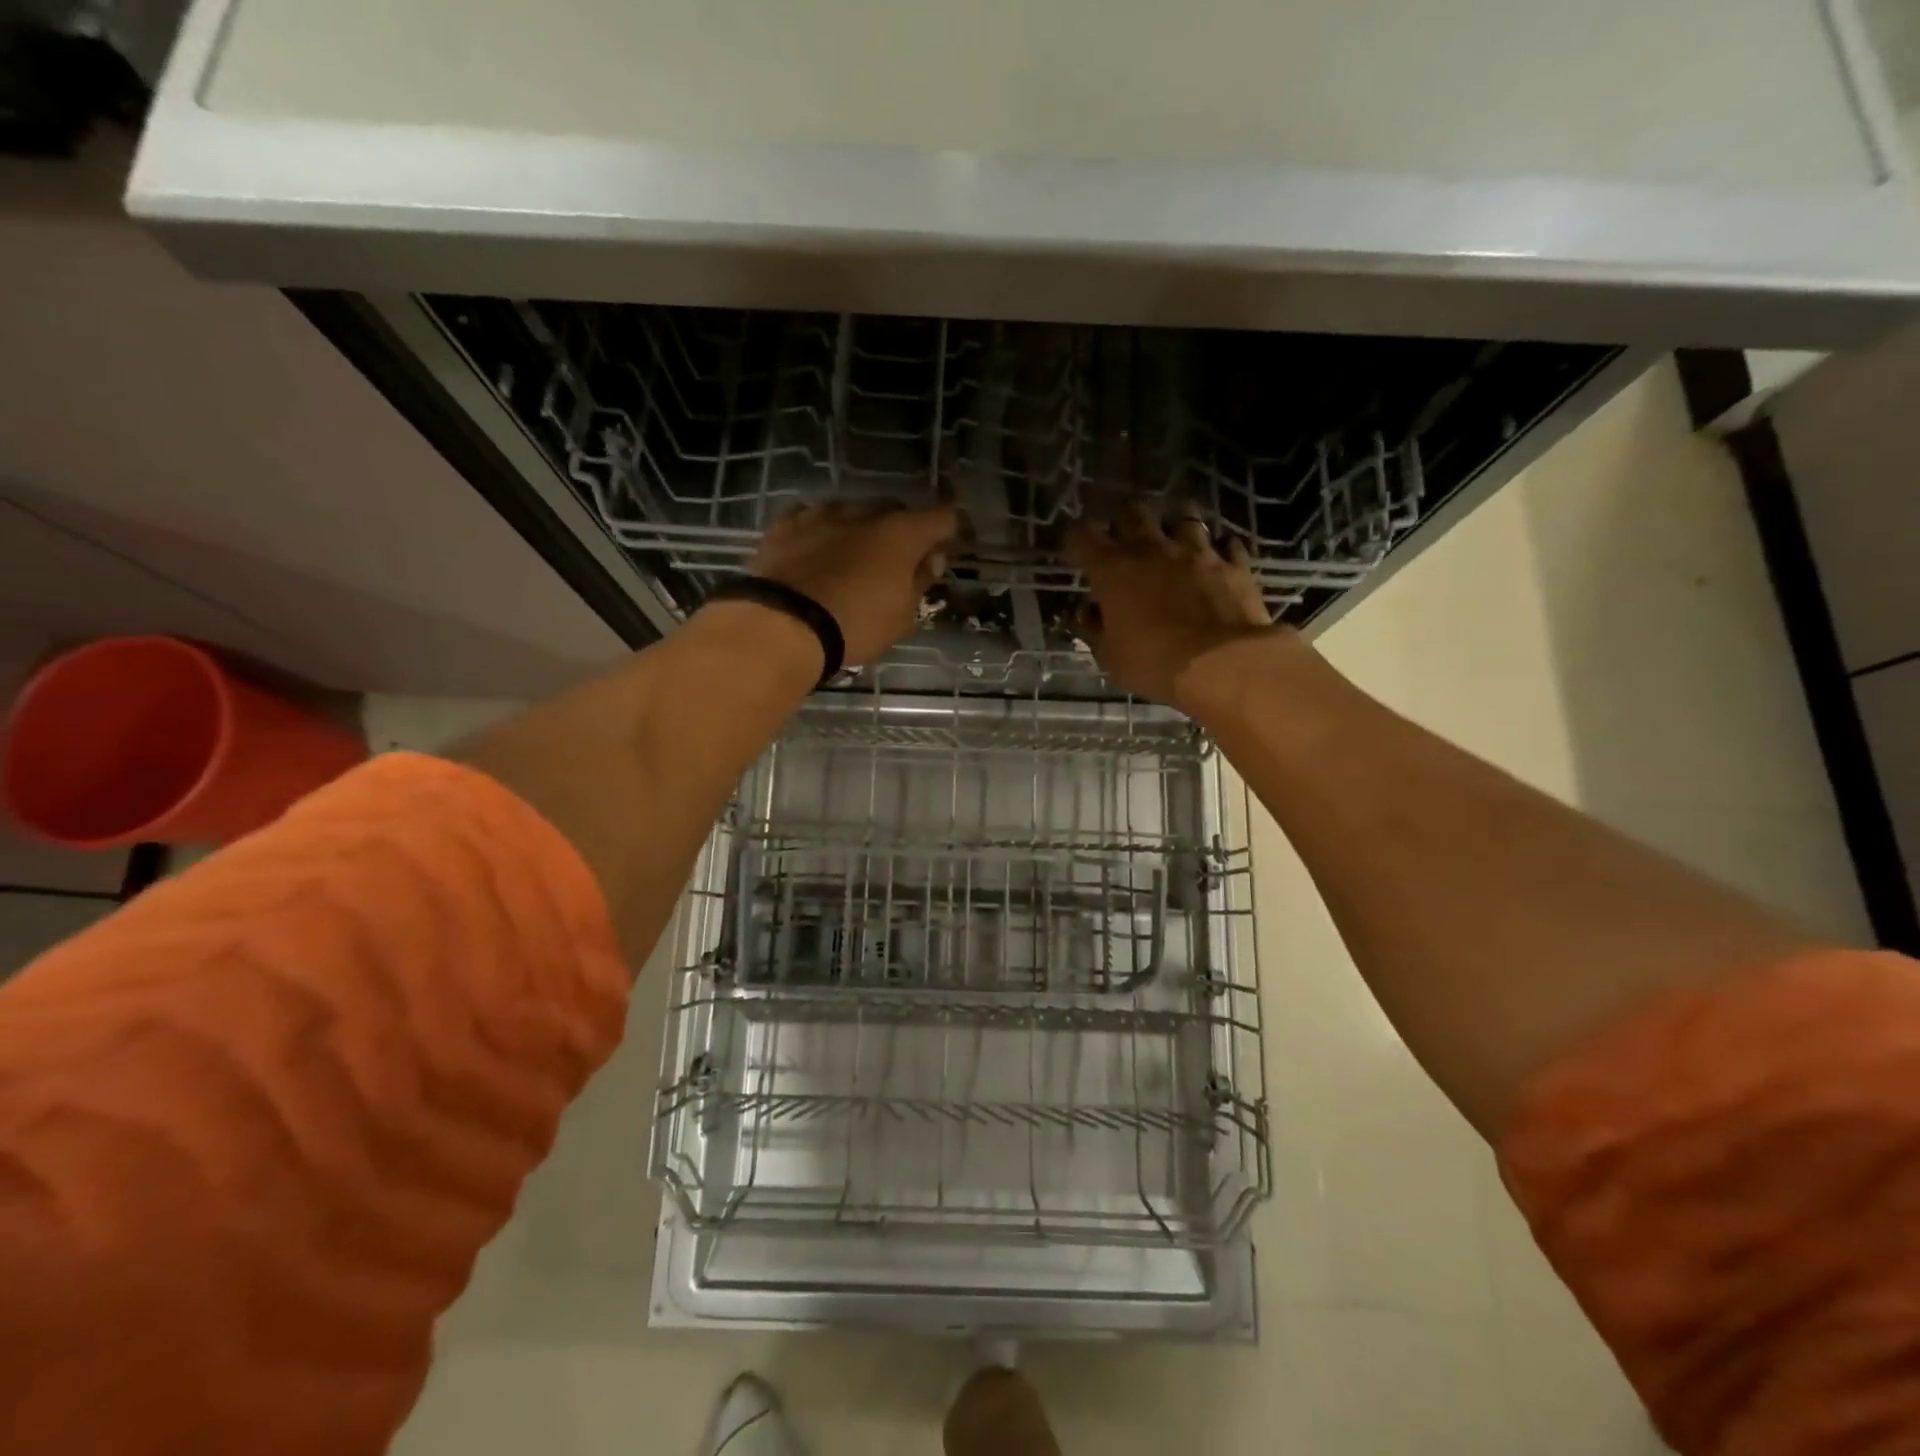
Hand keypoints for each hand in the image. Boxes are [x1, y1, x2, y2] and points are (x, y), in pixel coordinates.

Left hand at [746, 500, 958, 666]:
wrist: (782, 624)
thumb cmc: (855, 625)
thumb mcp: (900, 617)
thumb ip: (919, 582)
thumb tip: (930, 560)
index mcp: (901, 534)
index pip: (942, 517)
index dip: (951, 530)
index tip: (949, 547)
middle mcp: (865, 513)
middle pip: (895, 510)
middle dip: (903, 530)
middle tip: (901, 559)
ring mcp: (822, 514)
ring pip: (852, 512)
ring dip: (861, 528)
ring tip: (856, 555)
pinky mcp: (786, 524)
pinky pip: (813, 519)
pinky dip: (823, 531)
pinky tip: (817, 549)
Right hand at [1065, 504, 1280, 708]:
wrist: (1223, 664)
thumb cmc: (1155, 664)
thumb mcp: (1112, 657)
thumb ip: (1096, 630)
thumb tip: (1088, 613)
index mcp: (1113, 571)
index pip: (1082, 535)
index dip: (1075, 539)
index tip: (1076, 551)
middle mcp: (1152, 549)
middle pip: (1132, 511)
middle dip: (1123, 521)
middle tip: (1123, 539)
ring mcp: (1197, 551)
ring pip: (1184, 517)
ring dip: (1175, 527)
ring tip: (1174, 543)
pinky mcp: (1233, 563)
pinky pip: (1225, 544)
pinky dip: (1218, 549)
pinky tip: (1216, 560)